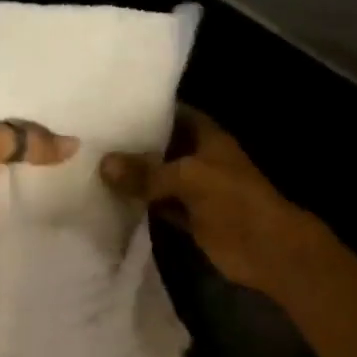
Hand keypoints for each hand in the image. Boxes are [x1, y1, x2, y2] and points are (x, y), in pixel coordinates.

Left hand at [0, 103, 77, 290]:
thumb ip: (24, 138)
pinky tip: (78, 206)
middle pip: (20, 146)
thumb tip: (72, 143)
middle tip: (96, 139)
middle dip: (50, 144)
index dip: (34, 103)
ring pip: (26, 180)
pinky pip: (26, 212)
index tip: (74, 103)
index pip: (5, 107)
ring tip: (95, 172)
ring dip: (51, 179)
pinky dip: (45, 210)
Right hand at [100, 106, 319, 292]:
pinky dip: (139, 206)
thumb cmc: (234, 201)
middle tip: (89, 139)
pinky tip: (109, 202)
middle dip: (132, 146)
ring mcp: (194, 190)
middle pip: (161, 148)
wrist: (266, 249)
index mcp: (207, 137)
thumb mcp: (189, 178)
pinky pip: (158, 206)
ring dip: (133, 178)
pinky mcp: (189, 218)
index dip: (146, 111)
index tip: (109, 108)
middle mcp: (199, 159)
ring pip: (158, 179)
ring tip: (89, 166)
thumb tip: (104, 164)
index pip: (173, 114)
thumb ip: (147, 172)